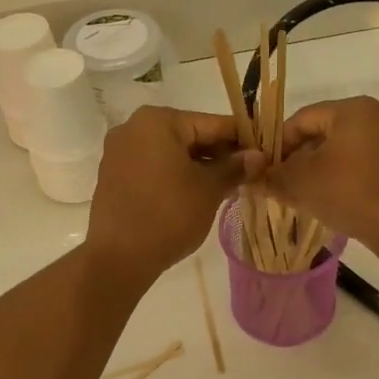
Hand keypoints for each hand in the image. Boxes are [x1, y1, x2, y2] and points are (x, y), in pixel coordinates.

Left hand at [85, 107, 264, 283]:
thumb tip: (258, 156)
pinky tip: (198, 194)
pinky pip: (154, 167)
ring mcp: (120, 152)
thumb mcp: (209, 189)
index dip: (242, 139)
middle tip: (250, 173)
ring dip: (199, 166)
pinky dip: (176, 175)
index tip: (265, 152)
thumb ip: (235, 167)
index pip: (212, 124)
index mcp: (158, 121)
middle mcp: (134, 127)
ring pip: (172, 153)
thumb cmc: (169, 214)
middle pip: (190, 135)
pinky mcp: (114, 175)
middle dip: (220, 154)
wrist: (118, 257)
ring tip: (228, 186)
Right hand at [267, 97, 378, 251]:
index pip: (303, 118)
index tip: (266, 167)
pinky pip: (366, 157)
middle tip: (283, 180)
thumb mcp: (300, 183)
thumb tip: (253, 177)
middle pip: (326, 130)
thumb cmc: (348, 193)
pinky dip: (346, 171)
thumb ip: (273, 175)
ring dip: (322, 164)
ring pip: (346, 145)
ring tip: (305, 191)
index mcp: (354, 108)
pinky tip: (333, 194)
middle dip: (301, 155)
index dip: (279, 143)